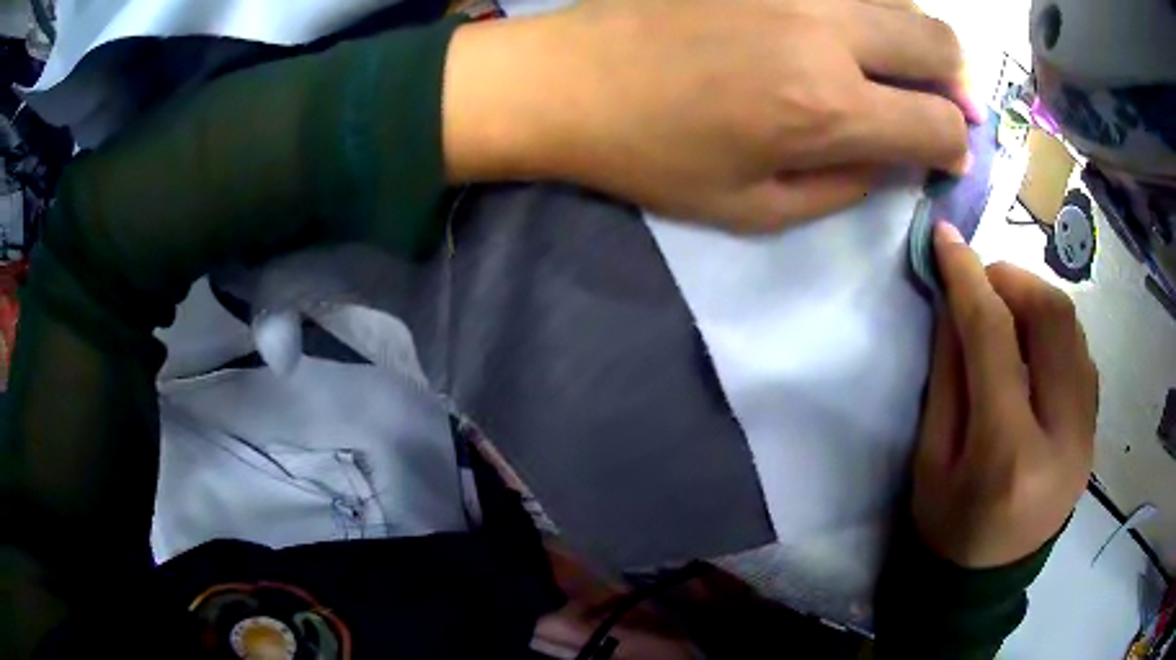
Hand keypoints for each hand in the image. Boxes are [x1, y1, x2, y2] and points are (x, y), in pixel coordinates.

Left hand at [444, 0, 973, 231]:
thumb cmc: (653, 156)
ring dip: (919, 41)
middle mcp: (827, 32)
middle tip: (942, 104)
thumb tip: (898, 162)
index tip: (946, 154)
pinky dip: (869, 10)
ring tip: (899, 67)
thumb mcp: (754, 208)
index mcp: (828, 108)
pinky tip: (850, 32)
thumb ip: (844, 187)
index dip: (955, 146)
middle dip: (960, 82)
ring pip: (900, 1)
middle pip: (941, 43)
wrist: (570, 80)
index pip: (938, 124)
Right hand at [913, 223, 1097, 567]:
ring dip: (1037, 301)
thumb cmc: (946, 528)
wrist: (985, 582)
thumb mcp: (929, 458)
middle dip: (1014, 280)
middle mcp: (1063, 439)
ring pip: (1074, 331)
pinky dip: (1055, 332)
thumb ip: (947, 375)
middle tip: (983, 280)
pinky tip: (1033, 346)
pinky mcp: (1094, 432)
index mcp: (1008, 456)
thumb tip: (953, 302)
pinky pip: (1082, 356)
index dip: (969, 280)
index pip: (995, 341)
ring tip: (1006, 310)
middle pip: (1054, 321)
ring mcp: (1087, 435)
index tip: (945, 239)